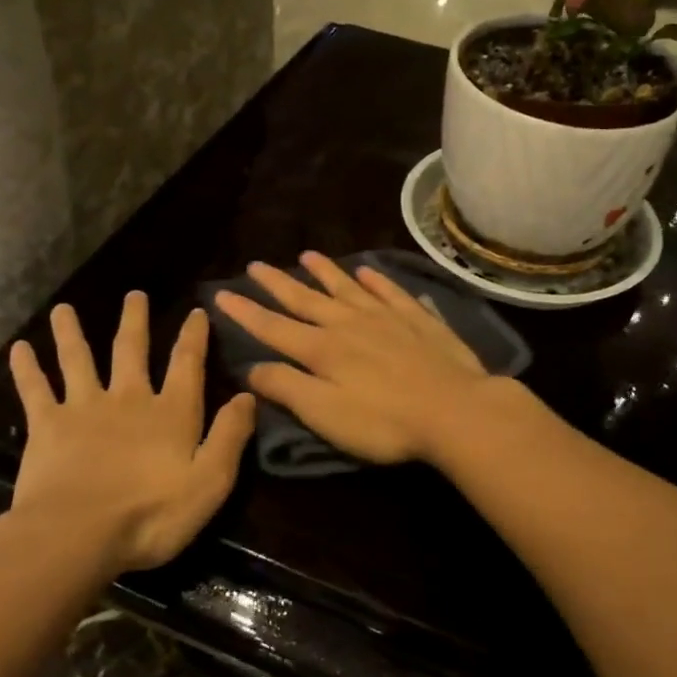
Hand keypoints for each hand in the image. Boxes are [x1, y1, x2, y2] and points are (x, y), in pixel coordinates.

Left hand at [3, 293, 255, 572]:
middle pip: (131, 350)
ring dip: (72, 332)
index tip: (196, 311)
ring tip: (63, 309)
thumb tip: (248, 395)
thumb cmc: (152, 514)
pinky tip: (18, 348)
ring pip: (78, 359)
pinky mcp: (48, 425)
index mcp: (171, 412)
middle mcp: (128, 398)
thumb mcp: (211, 481)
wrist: (78, 534)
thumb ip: (230, 436)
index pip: (187, 364)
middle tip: (134, 294)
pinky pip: (35, 389)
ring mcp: (84, 407)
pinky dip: (27, 367)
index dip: (193, 336)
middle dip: (135, 320)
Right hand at [213, 252, 498, 464]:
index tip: (221, 294)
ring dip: (325, 272)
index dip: (245, 313)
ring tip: (307, 255)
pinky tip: (369, 271)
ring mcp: (386, 318)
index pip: (273, 327)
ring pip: (348, 288)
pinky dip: (377, 280)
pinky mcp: (418, 320)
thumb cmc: (384, 422)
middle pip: (307, 300)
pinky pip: (391, 292)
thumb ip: (286, 388)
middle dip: (278, 284)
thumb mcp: (324, 414)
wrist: (455, 410)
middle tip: (256, 265)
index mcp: (322, 350)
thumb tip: (250, 367)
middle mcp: (349, 324)